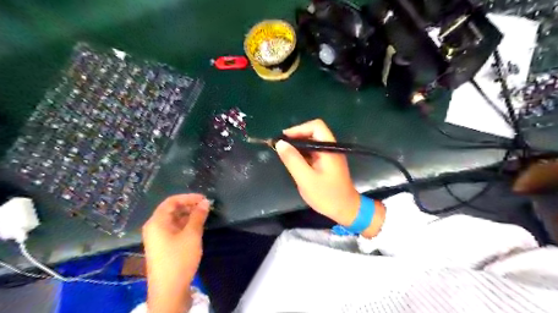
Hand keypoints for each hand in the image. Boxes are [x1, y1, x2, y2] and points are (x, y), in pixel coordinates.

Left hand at [142, 195, 210, 310]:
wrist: (169, 290)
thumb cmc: (179, 258)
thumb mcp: (192, 235)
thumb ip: (198, 216)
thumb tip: (205, 202)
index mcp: (157, 222)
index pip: (171, 201)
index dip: (188, 197)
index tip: (204, 199)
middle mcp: (154, 227)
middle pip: (171, 210)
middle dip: (189, 206)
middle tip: (206, 207)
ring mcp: (158, 238)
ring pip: (173, 220)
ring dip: (188, 215)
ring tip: (204, 215)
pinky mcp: (163, 246)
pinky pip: (174, 229)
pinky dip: (185, 225)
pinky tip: (197, 227)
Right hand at [275, 119, 361, 224]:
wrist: (346, 210)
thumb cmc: (327, 195)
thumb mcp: (306, 179)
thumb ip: (293, 160)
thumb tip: (280, 143)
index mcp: (329, 148)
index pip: (316, 126)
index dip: (299, 129)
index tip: (284, 139)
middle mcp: (330, 148)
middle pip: (313, 133)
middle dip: (296, 137)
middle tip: (280, 147)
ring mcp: (329, 155)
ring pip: (312, 143)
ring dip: (298, 146)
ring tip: (284, 154)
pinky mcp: (327, 163)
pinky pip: (313, 152)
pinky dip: (302, 154)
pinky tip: (294, 162)